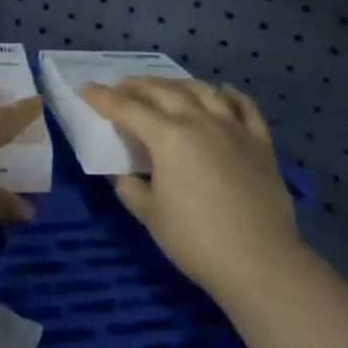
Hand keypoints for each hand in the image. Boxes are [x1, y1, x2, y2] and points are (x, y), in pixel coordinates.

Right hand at [81, 76, 299, 306]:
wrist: (261, 263)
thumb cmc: (196, 240)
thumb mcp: (150, 215)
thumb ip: (130, 186)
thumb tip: (123, 172)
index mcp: (167, 137)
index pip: (127, 109)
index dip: (103, 98)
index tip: (86, 89)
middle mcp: (199, 121)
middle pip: (163, 91)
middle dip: (137, 85)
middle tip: (121, 88)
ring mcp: (233, 128)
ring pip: (202, 90)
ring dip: (177, 84)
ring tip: (165, 87)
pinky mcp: (260, 143)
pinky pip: (245, 107)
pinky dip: (230, 95)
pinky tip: (222, 92)